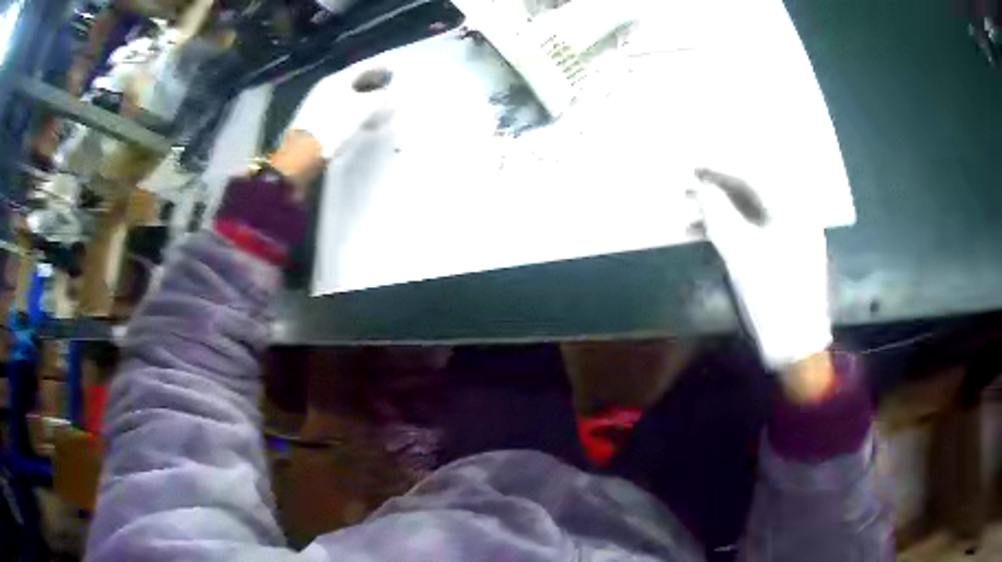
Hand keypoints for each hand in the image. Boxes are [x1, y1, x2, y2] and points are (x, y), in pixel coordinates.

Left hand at [287, 65, 393, 159]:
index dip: (380, 70)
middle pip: (353, 82)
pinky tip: (358, 119)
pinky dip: (351, 109)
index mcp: (337, 79)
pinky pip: (338, 108)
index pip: (363, 69)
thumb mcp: (364, 109)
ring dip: (361, 98)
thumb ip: (380, 97)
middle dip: (371, 84)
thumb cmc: (335, 126)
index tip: (393, 71)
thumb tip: (389, 93)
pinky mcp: (313, 120)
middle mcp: (325, 87)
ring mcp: (317, 103)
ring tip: (376, 106)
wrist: (302, 154)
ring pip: (345, 95)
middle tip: (387, 88)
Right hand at [691, 168, 831, 395]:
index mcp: (791, 210)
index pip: (752, 173)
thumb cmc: (773, 297)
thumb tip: (701, 187)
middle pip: (752, 187)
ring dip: (721, 207)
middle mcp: (795, 213)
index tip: (691, 162)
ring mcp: (791, 232)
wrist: (796, 344)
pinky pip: (754, 226)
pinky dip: (731, 226)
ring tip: (689, 212)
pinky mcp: (784, 250)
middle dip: (717, 184)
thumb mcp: (742, 256)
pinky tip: (706, 233)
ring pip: (751, 208)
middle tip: (687, 184)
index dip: (719, 165)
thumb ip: (719, 216)